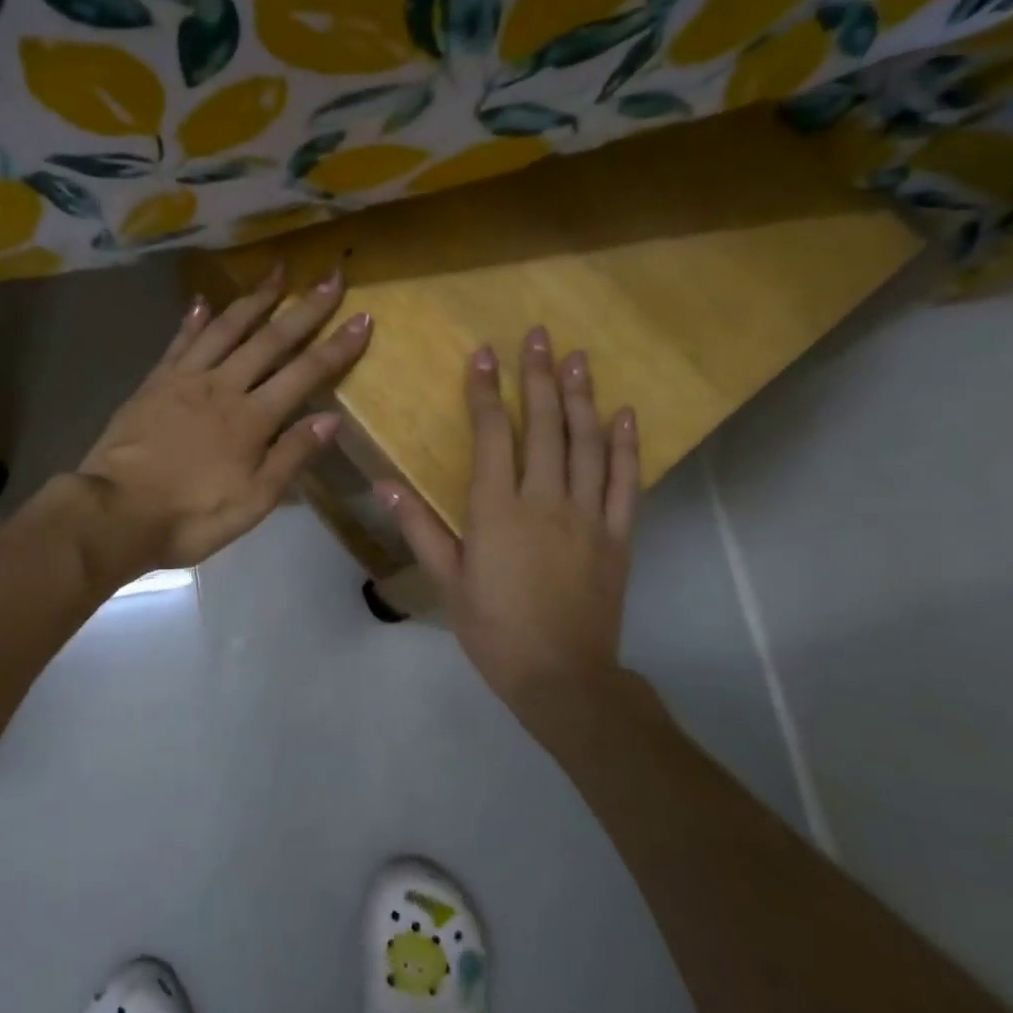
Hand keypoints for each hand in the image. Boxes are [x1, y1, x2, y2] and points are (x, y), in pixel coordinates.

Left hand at [75, 264, 371, 575]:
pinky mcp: (154, 382)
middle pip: (270, 339)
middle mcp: (223, 386)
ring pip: (226, 329)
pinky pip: (180, 342)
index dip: (337, 347)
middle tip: (330, 276)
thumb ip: (292, 457)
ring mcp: (185, 379)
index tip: (363, 318)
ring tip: (276, 271)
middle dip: (305, 307)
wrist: (115, 512)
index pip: (305, 374)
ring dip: (254, 298)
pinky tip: (203, 301)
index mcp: (252, 418)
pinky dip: (194, 319)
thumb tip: (332, 419)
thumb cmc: (191, 515)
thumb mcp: (253, 501)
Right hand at [379, 326, 640, 744]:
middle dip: (540, 376)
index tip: (484, 355)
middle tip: (540, 336)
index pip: (494, 434)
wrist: (561, 676)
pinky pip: (627, 482)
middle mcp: (546, 500)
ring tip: (579, 358)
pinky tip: (625, 414)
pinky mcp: (618, 535)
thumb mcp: (447, 580)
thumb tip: (385, 484)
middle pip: (546, 426)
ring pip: (587, 444)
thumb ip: (420, 528)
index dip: (487, 391)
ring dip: (583, 397)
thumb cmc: (493, 629)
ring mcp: (588, 515)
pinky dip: (626, 446)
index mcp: (498, 509)